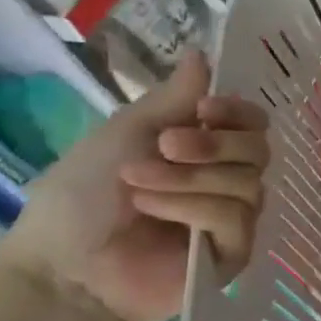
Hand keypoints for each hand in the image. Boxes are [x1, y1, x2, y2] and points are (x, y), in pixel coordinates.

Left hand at [0, 56, 268, 320]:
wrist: (61, 266)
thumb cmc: (82, 197)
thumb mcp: (126, 134)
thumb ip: (174, 99)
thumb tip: (204, 54)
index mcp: (206, 151)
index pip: (253, 124)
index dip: (238, 112)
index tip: (205, 109)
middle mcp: (227, 181)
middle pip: (259, 149)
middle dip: (213, 145)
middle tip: (165, 146)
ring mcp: (233, 218)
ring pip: (248, 182)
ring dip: (191, 178)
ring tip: (140, 187)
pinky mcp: (233, 252)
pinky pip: (235, 217)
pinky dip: (193, 208)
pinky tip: (155, 213)